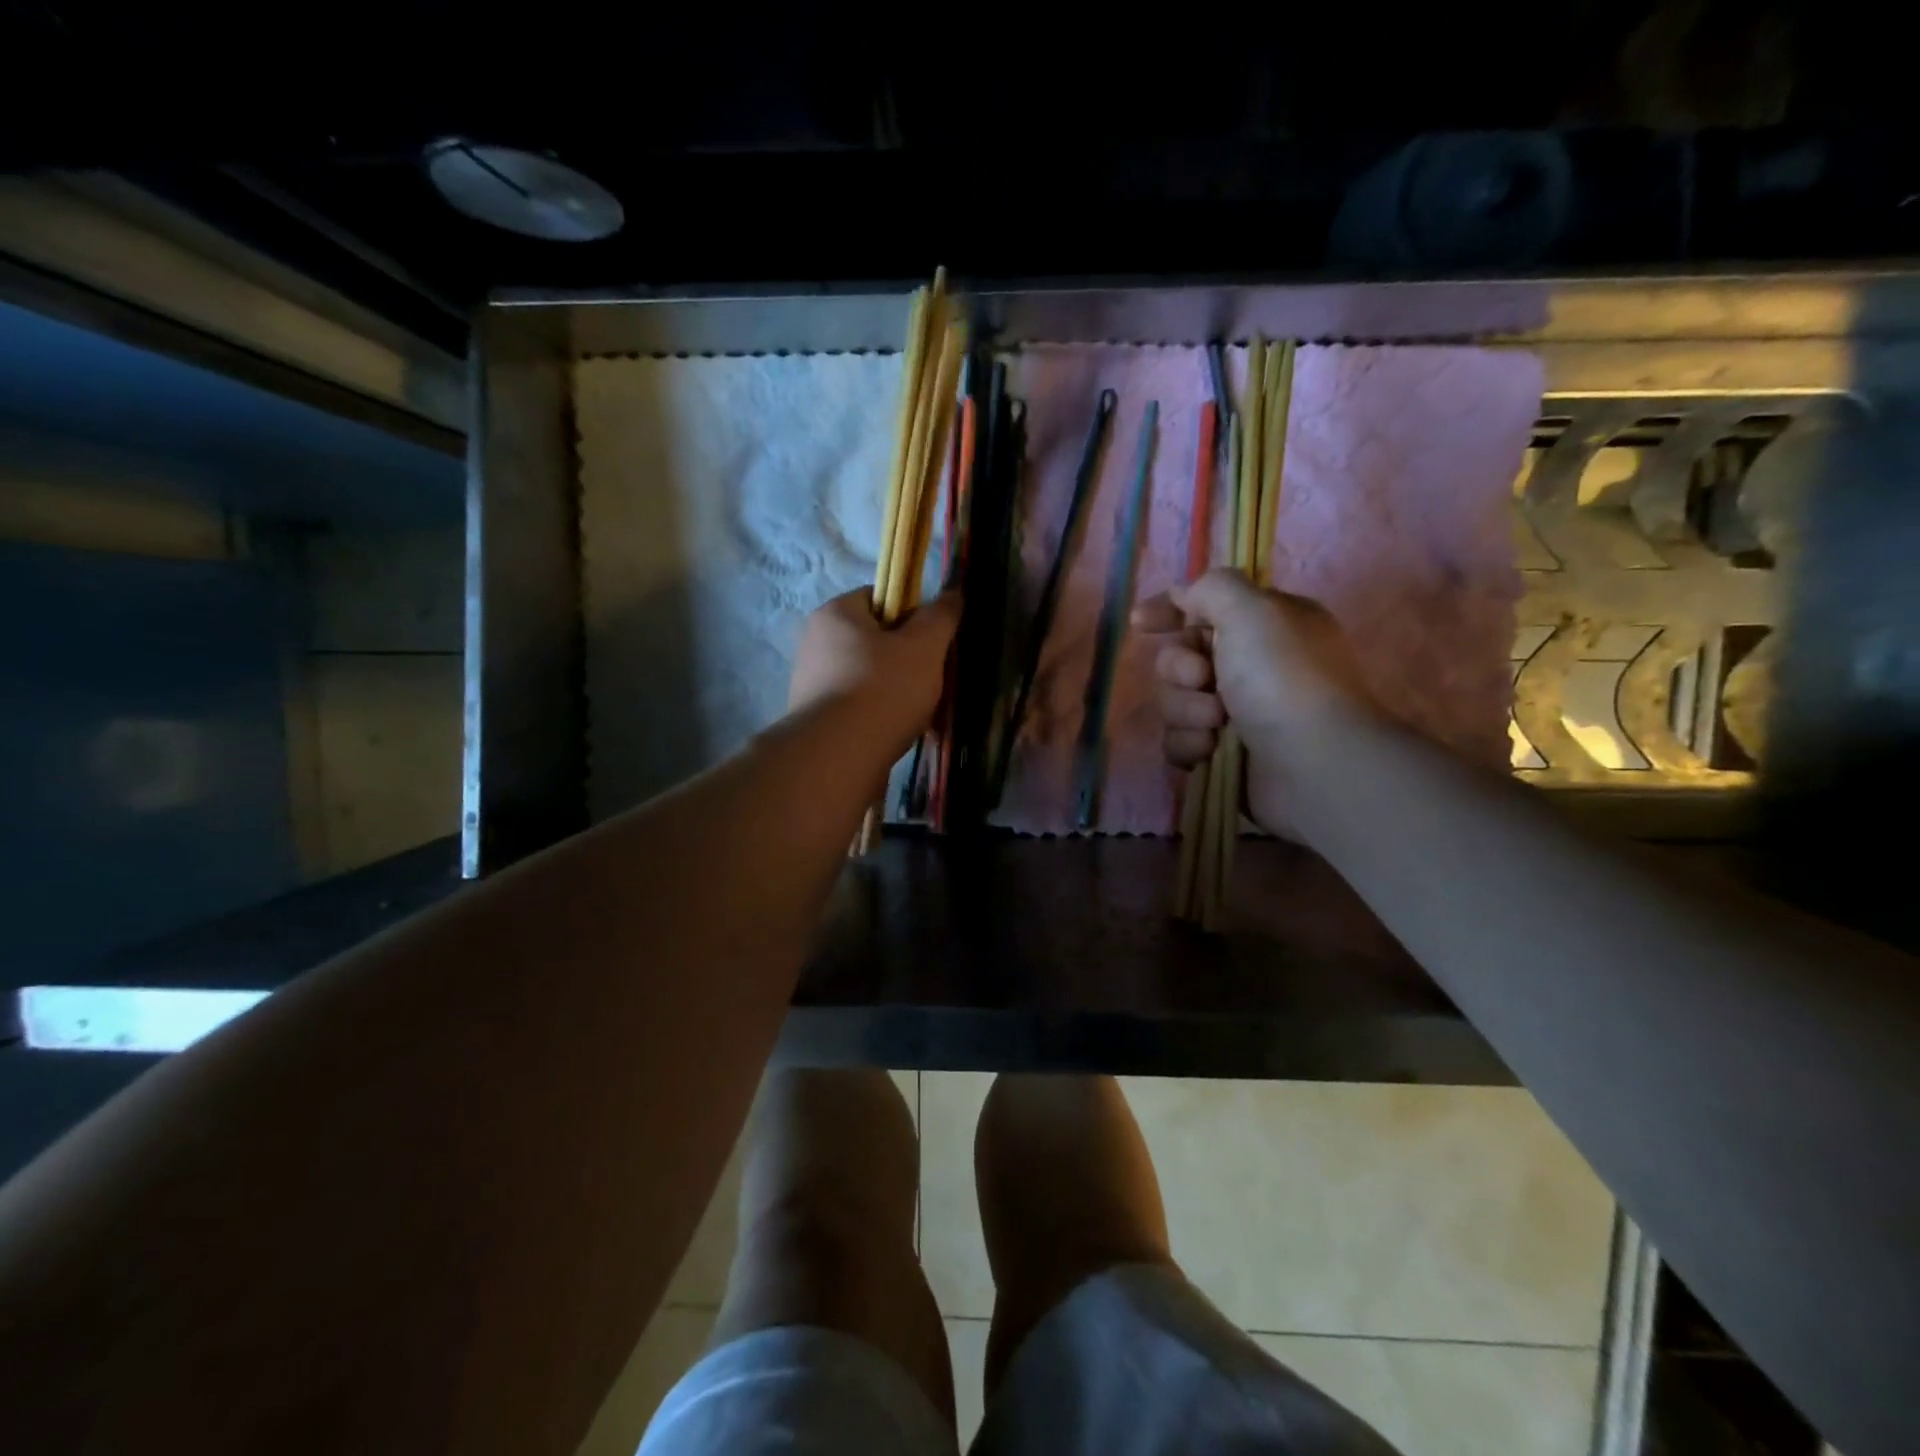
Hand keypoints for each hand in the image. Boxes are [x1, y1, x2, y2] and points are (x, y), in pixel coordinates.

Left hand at [789, 588, 960, 754]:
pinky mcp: (814, 719)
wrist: (838, 758)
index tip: (930, 642)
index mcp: (835, 613)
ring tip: (917, 713)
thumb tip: (952, 593)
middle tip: (930, 680)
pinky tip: (896, 734)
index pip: (879, 597)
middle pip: (874, 640)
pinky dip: (878, 716)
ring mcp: (810, 683)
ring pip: (867, 677)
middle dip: (906, 658)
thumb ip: (940, 617)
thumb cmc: (883, 689)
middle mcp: (815, 642)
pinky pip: (856, 707)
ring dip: (895, 691)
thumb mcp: (924, 647)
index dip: (911, 615)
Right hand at [1132, 570, 1377, 835]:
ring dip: (1186, 710)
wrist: (1313, 763)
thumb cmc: (1284, 678)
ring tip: (1217, 725)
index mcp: (1263, 624)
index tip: (1140, 623)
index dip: (1167, 610)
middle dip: (1179, 669)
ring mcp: (1236, 712)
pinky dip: (1188, 744)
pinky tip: (1209, 751)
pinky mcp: (1221, 752)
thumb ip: (1212, 589)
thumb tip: (1186, 596)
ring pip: (1174, 701)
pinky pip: (1178, 739)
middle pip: (1178, 657)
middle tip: (1205, 681)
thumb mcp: (1252, 610)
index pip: (1203, 605)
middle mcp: (1249, 664)